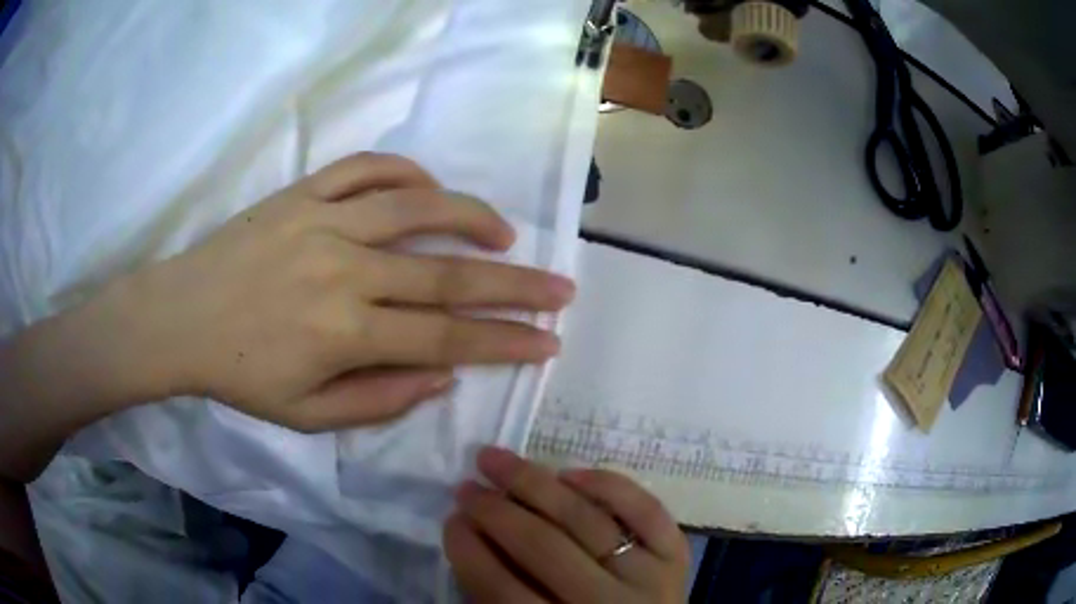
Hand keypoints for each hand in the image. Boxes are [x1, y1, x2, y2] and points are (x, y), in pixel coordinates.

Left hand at [124, 153, 574, 431]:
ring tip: (504, 232)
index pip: (448, 338)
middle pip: (448, 273)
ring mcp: (323, 221)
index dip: (505, 342)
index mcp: (345, 333)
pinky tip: (428, 186)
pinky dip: (406, 171)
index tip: (548, 341)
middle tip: (560, 286)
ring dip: (471, 217)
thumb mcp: (306, 417)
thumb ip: (379, 400)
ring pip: (416, 206)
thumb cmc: (239, 374)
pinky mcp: (302, 192)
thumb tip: (442, 374)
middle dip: (516, 285)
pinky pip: (366, 168)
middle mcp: (345, 270)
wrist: (180, 317)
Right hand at [445, 447, 689, 602]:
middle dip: (494, 511)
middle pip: (543, 547)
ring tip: (498, 460)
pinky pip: (645, 510)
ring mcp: (650, 577)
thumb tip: (470, 534)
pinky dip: (608, 486)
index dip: (470, 551)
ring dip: (536, 484)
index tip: (450, 520)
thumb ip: (498, 595)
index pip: (503, 589)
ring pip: (587, 520)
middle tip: (466, 487)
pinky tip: (571, 473)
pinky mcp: (676, 556)